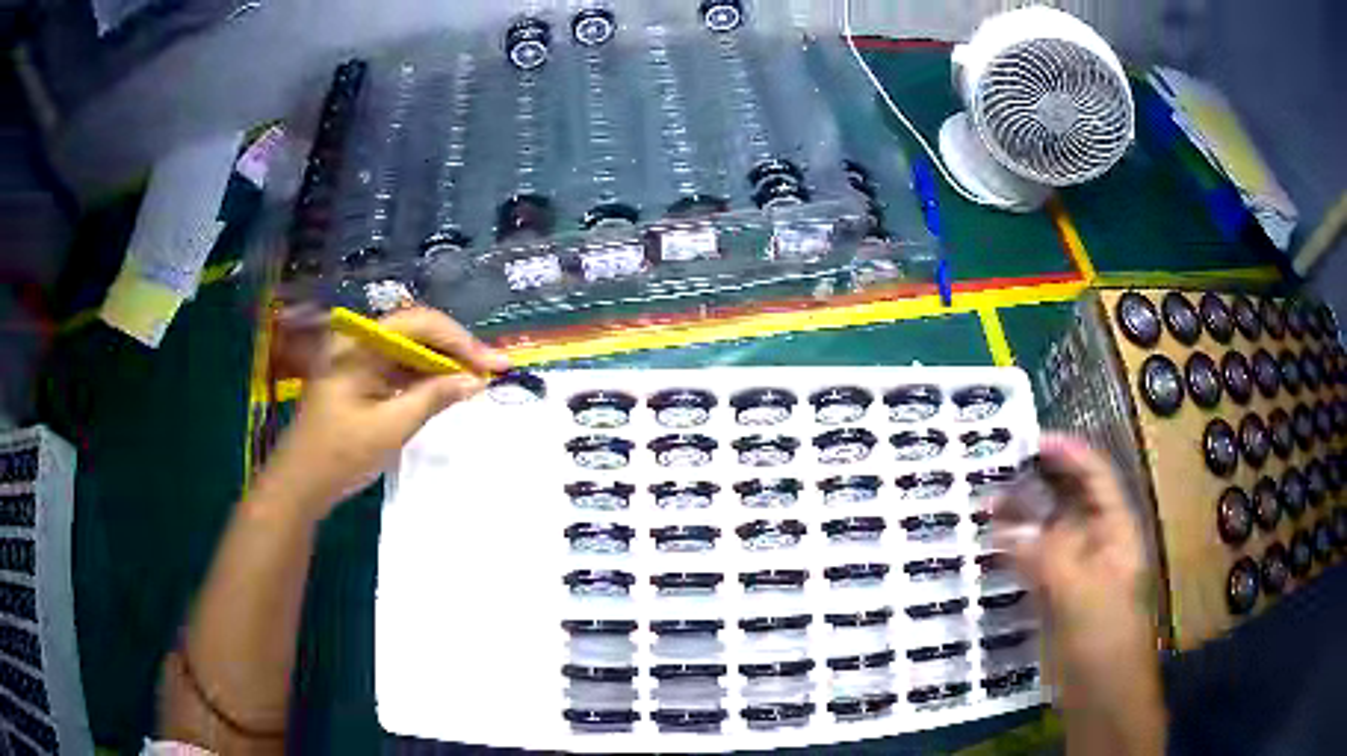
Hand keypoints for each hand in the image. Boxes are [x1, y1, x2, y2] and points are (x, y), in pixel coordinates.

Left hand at [255, 307, 509, 521]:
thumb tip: (475, 381)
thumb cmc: (339, 455)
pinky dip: (425, 378)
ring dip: (444, 364)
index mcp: (359, 344)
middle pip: (417, 333)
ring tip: (479, 379)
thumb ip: (433, 398)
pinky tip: (448, 389)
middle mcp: (359, 341)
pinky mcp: (360, 378)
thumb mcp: (390, 427)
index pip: (420, 324)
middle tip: (494, 369)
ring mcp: (358, 359)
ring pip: (411, 350)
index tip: (493, 363)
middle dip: (457, 350)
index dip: (461, 341)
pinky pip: (399, 368)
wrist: (300, 484)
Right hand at [993, 435, 1159, 713]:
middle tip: (994, 469)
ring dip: (1019, 516)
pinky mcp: (1054, 596)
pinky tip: (989, 546)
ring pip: (1046, 530)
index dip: (1067, 454)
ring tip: (982, 505)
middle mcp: (1095, 541)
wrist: (1100, 695)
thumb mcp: (1080, 593)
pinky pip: (1032, 562)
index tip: (1028, 441)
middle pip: (1067, 498)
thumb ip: (1045, 557)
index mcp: (1115, 530)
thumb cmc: (1104, 638)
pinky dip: (1012, 550)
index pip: (1094, 477)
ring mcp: (1074, 570)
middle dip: (1036, 481)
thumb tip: (1004, 526)